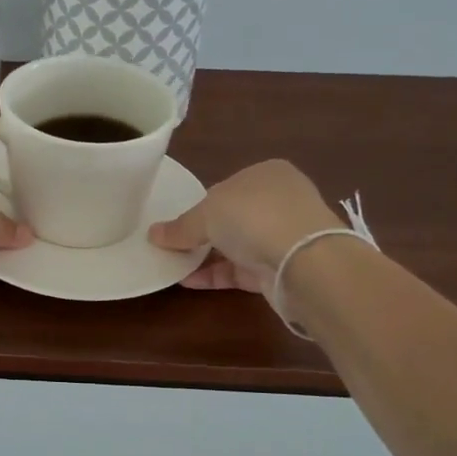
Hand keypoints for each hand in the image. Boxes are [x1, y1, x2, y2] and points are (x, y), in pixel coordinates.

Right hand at [149, 159, 341, 291]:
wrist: (303, 261)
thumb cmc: (253, 217)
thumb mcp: (206, 214)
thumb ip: (180, 227)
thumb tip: (153, 234)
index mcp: (266, 174)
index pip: (226, 188)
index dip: (200, 205)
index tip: (177, 223)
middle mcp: (278, 201)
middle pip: (231, 218)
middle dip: (203, 233)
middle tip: (172, 246)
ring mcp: (283, 236)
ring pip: (236, 246)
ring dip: (206, 256)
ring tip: (172, 265)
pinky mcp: (281, 269)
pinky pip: (241, 270)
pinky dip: (215, 275)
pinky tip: (188, 281)